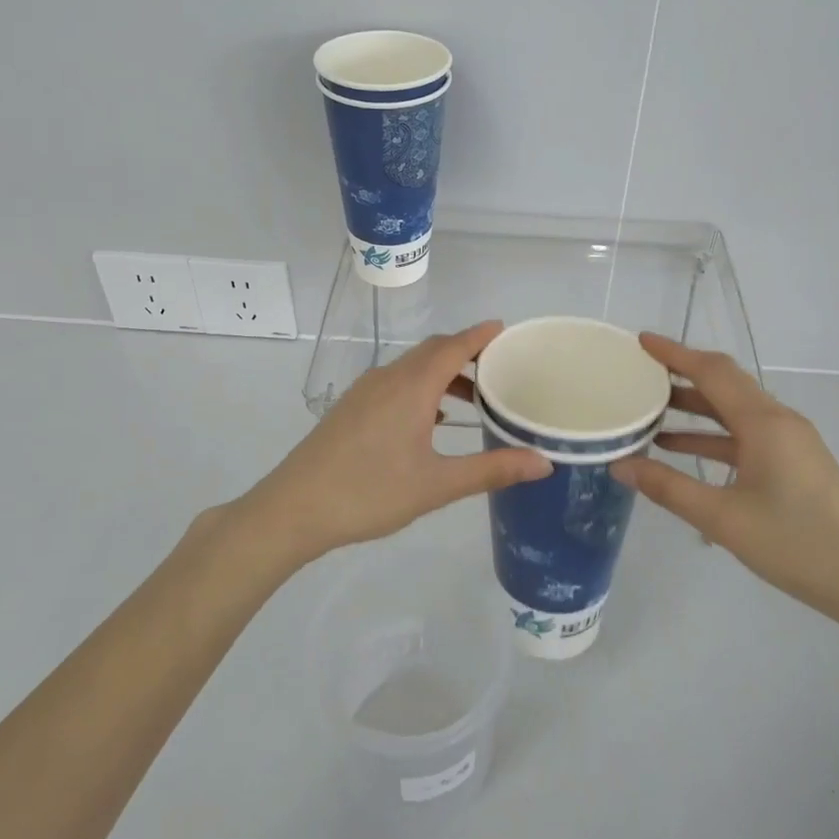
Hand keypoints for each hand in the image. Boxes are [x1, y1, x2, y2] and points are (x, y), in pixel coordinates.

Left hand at [237, 321, 549, 566]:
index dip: (481, 335)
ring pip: (412, 368)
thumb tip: (544, 462)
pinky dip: (421, 389)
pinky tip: (431, 421)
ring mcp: (365, 391)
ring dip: (443, 374)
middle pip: (433, 351)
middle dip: (466, 353)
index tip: (506, 330)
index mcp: (412, 386)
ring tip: (473, 400)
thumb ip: (491, 470)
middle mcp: (388, 378)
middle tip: (498, 368)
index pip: (454, 346)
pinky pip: (395, 383)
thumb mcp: (437, 484)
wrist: (294, 508)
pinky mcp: (351, 408)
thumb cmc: (370, 492)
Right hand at [612, 334, 838, 630]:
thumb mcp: (723, 519)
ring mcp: (789, 441)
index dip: (675, 353)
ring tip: (649, 408)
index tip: (640, 341)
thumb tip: (619, 465)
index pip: (713, 372)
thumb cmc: (796, 545)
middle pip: (724, 383)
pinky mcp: (792, 462)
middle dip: (681, 373)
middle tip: (639, 372)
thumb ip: (668, 488)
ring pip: (733, 409)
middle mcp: (778, 421)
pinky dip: (711, 434)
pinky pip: (743, 434)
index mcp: (764, 423)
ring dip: (694, 406)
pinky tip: (679, 448)